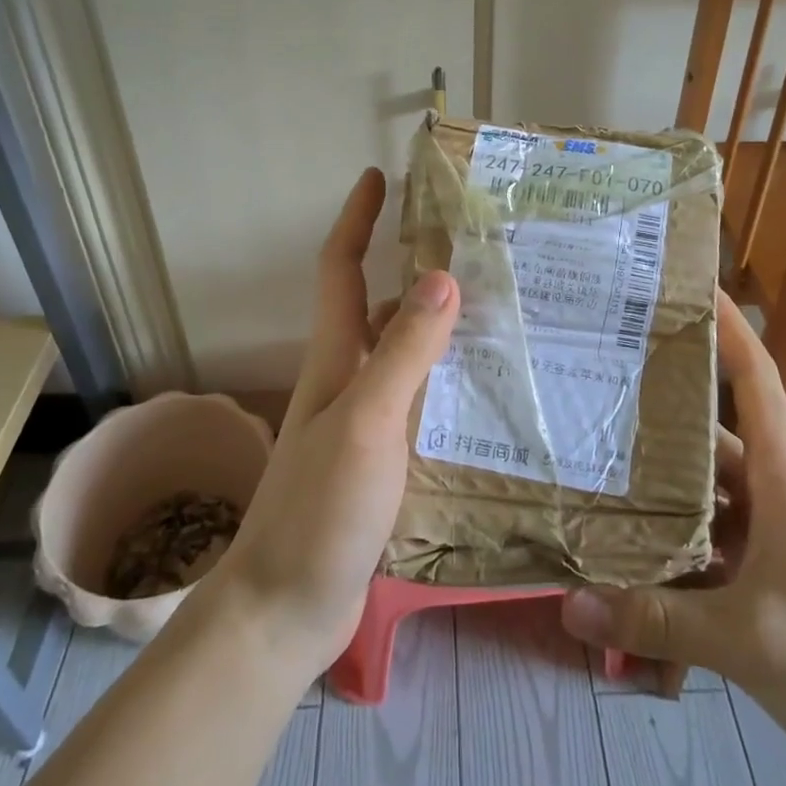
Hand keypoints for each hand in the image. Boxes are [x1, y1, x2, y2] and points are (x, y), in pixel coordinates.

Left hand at [210, 168, 458, 679]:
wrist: (284, 610)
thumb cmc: (318, 511)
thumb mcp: (366, 423)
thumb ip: (404, 352)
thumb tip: (442, 275)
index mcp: (335, 358)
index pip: (341, 267)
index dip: (357, 218)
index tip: (377, 175)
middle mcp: (346, 380)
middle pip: (379, 307)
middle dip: (417, 272)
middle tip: (479, 254)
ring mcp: (360, 422)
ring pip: (402, 356)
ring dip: (439, 330)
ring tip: (502, 319)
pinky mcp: (377, 461)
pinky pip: (415, 402)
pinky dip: (444, 385)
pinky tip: (484, 396)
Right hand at [560, 292, 785, 785]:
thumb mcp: (750, 641)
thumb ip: (656, 621)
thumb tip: (567, 603)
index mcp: (784, 476)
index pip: (756, 377)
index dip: (725, 326)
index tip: (685, 285)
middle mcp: (775, 492)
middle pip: (708, 435)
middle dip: (654, 415)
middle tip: (592, 390)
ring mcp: (772, 535)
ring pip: (702, 499)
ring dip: (656, 500)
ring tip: (589, 483)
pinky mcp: (769, 576)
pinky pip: (709, 551)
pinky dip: (673, 562)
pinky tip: (627, 581)